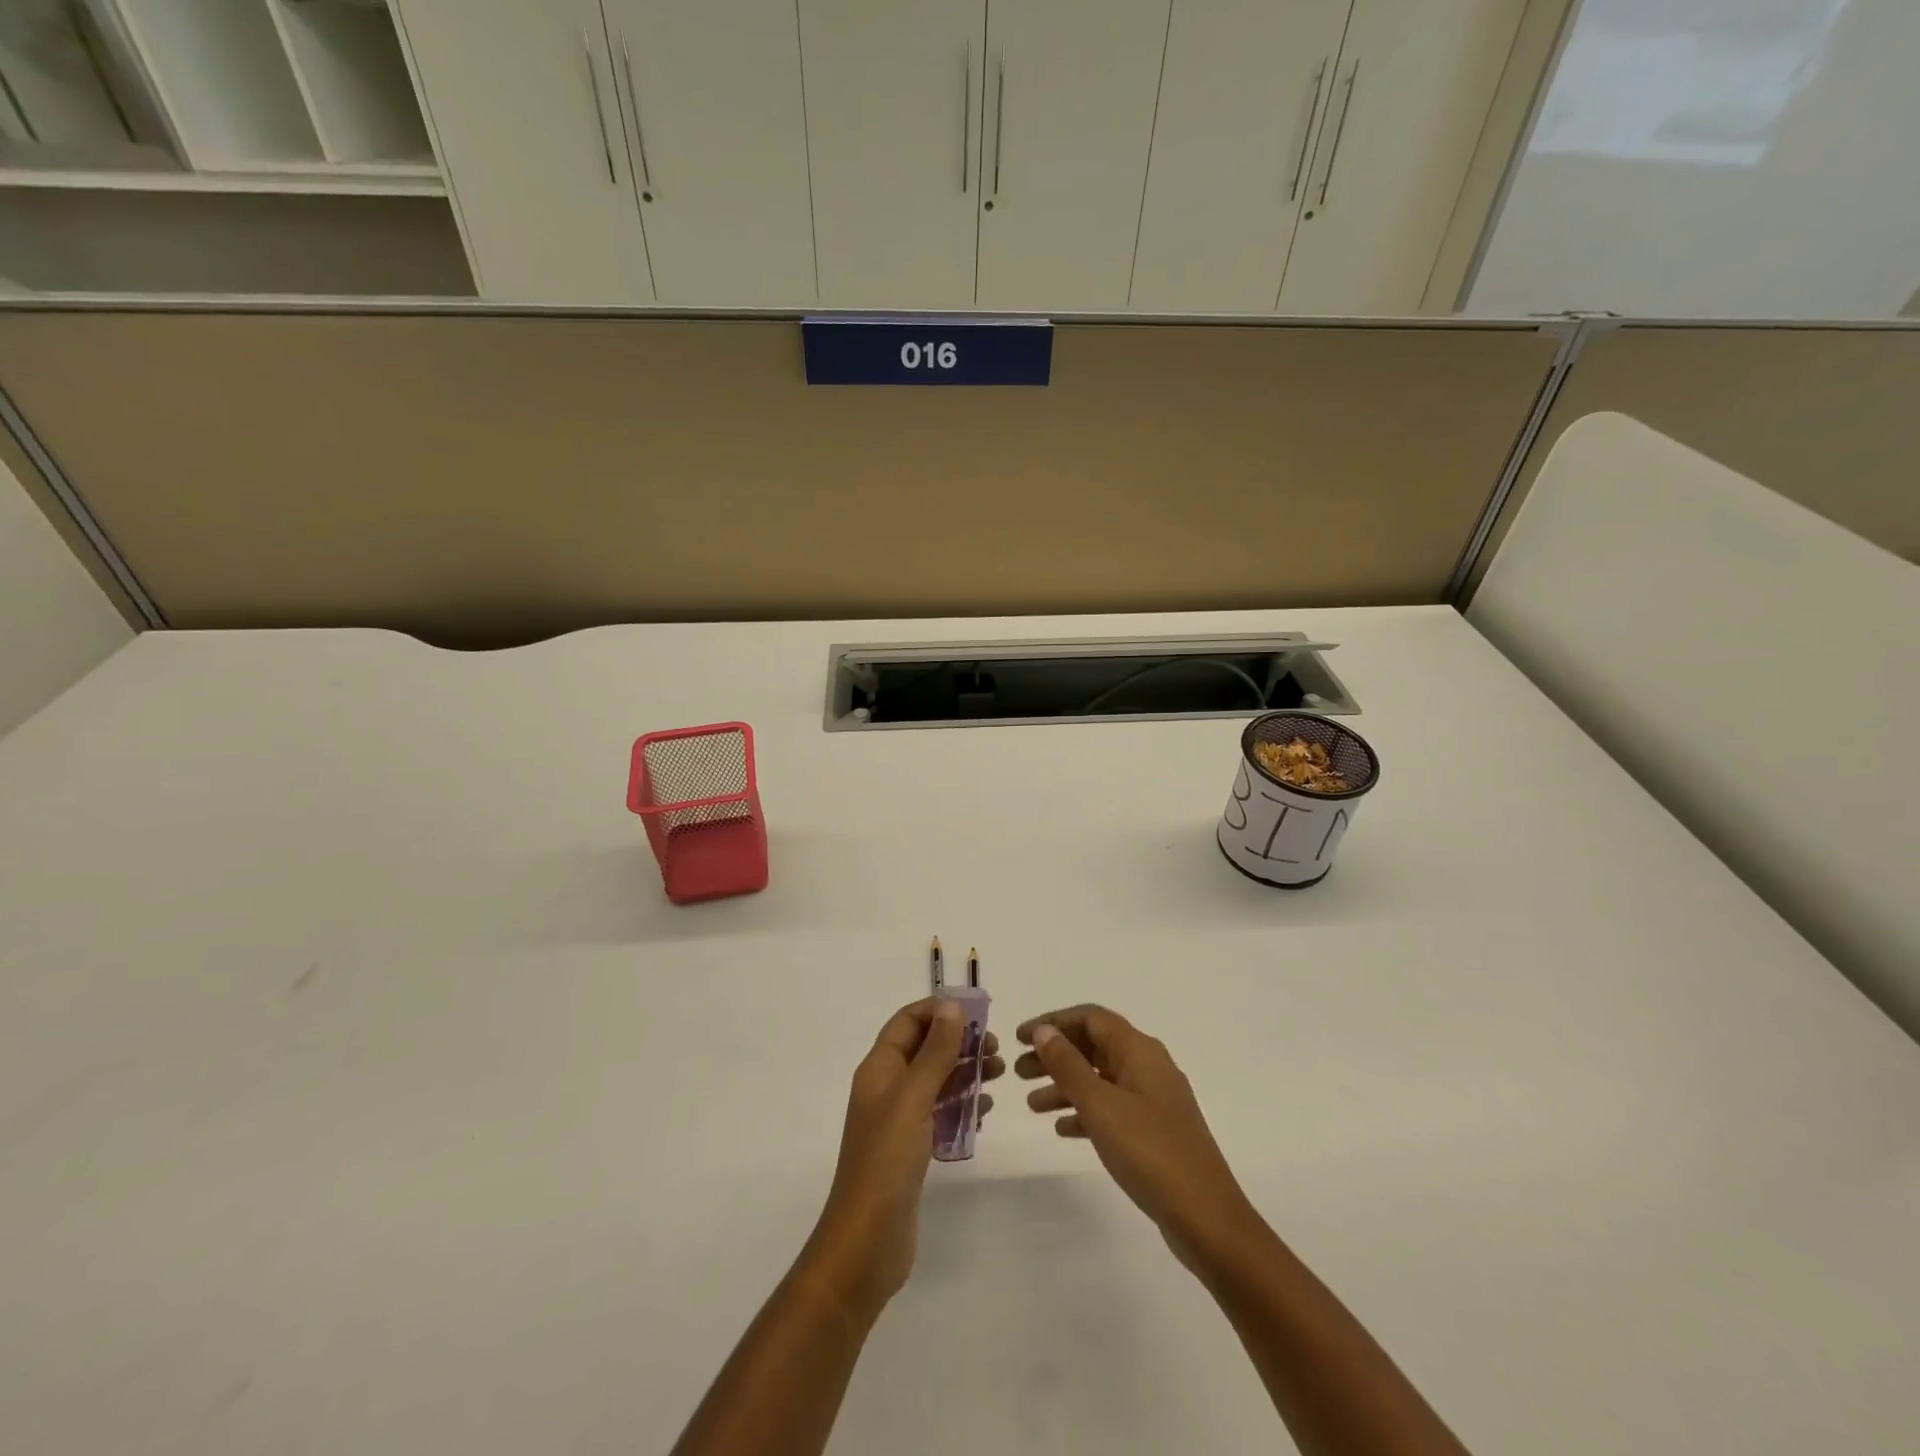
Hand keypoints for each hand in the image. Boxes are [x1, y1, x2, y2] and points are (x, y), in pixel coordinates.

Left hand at [801, 999, 1003, 1319]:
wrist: (866, 1243)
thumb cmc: (887, 1160)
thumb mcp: (913, 1098)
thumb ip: (935, 1052)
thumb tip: (952, 1006)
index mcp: (878, 1069)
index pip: (908, 1022)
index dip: (939, 1010)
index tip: (978, 1012)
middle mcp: (886, 1088)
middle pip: (924, 1049)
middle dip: (959, 1041)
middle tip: (996, 1048)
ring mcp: (898, 1120)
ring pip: (935, 1081)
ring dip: (965, 1072)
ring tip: (999, 1074)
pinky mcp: (911, 1150)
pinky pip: (939, 1114)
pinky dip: (962, 1106)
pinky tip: (986, 1111)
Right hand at [1016, 1005, 1257, 1276]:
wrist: (1206, 1218)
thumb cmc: (1149, 1151)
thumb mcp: (1100, 1104)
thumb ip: (1068, 1065)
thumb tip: (1044, 1031)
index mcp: (1139, 1050)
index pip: (1090, 1018)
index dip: (1053, 1022)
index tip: (1020, 1038)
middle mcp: (1148, 1066)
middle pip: (1094, 1046)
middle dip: (1055, 1055)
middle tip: (1018, 1071)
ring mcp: (1153, 1100)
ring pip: (1100, 1078)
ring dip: (1065, 1085)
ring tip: (1031, 1104)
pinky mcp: (1155, 1131)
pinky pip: (1112, 1107)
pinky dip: (1085, 1111)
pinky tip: (1062, 1129)